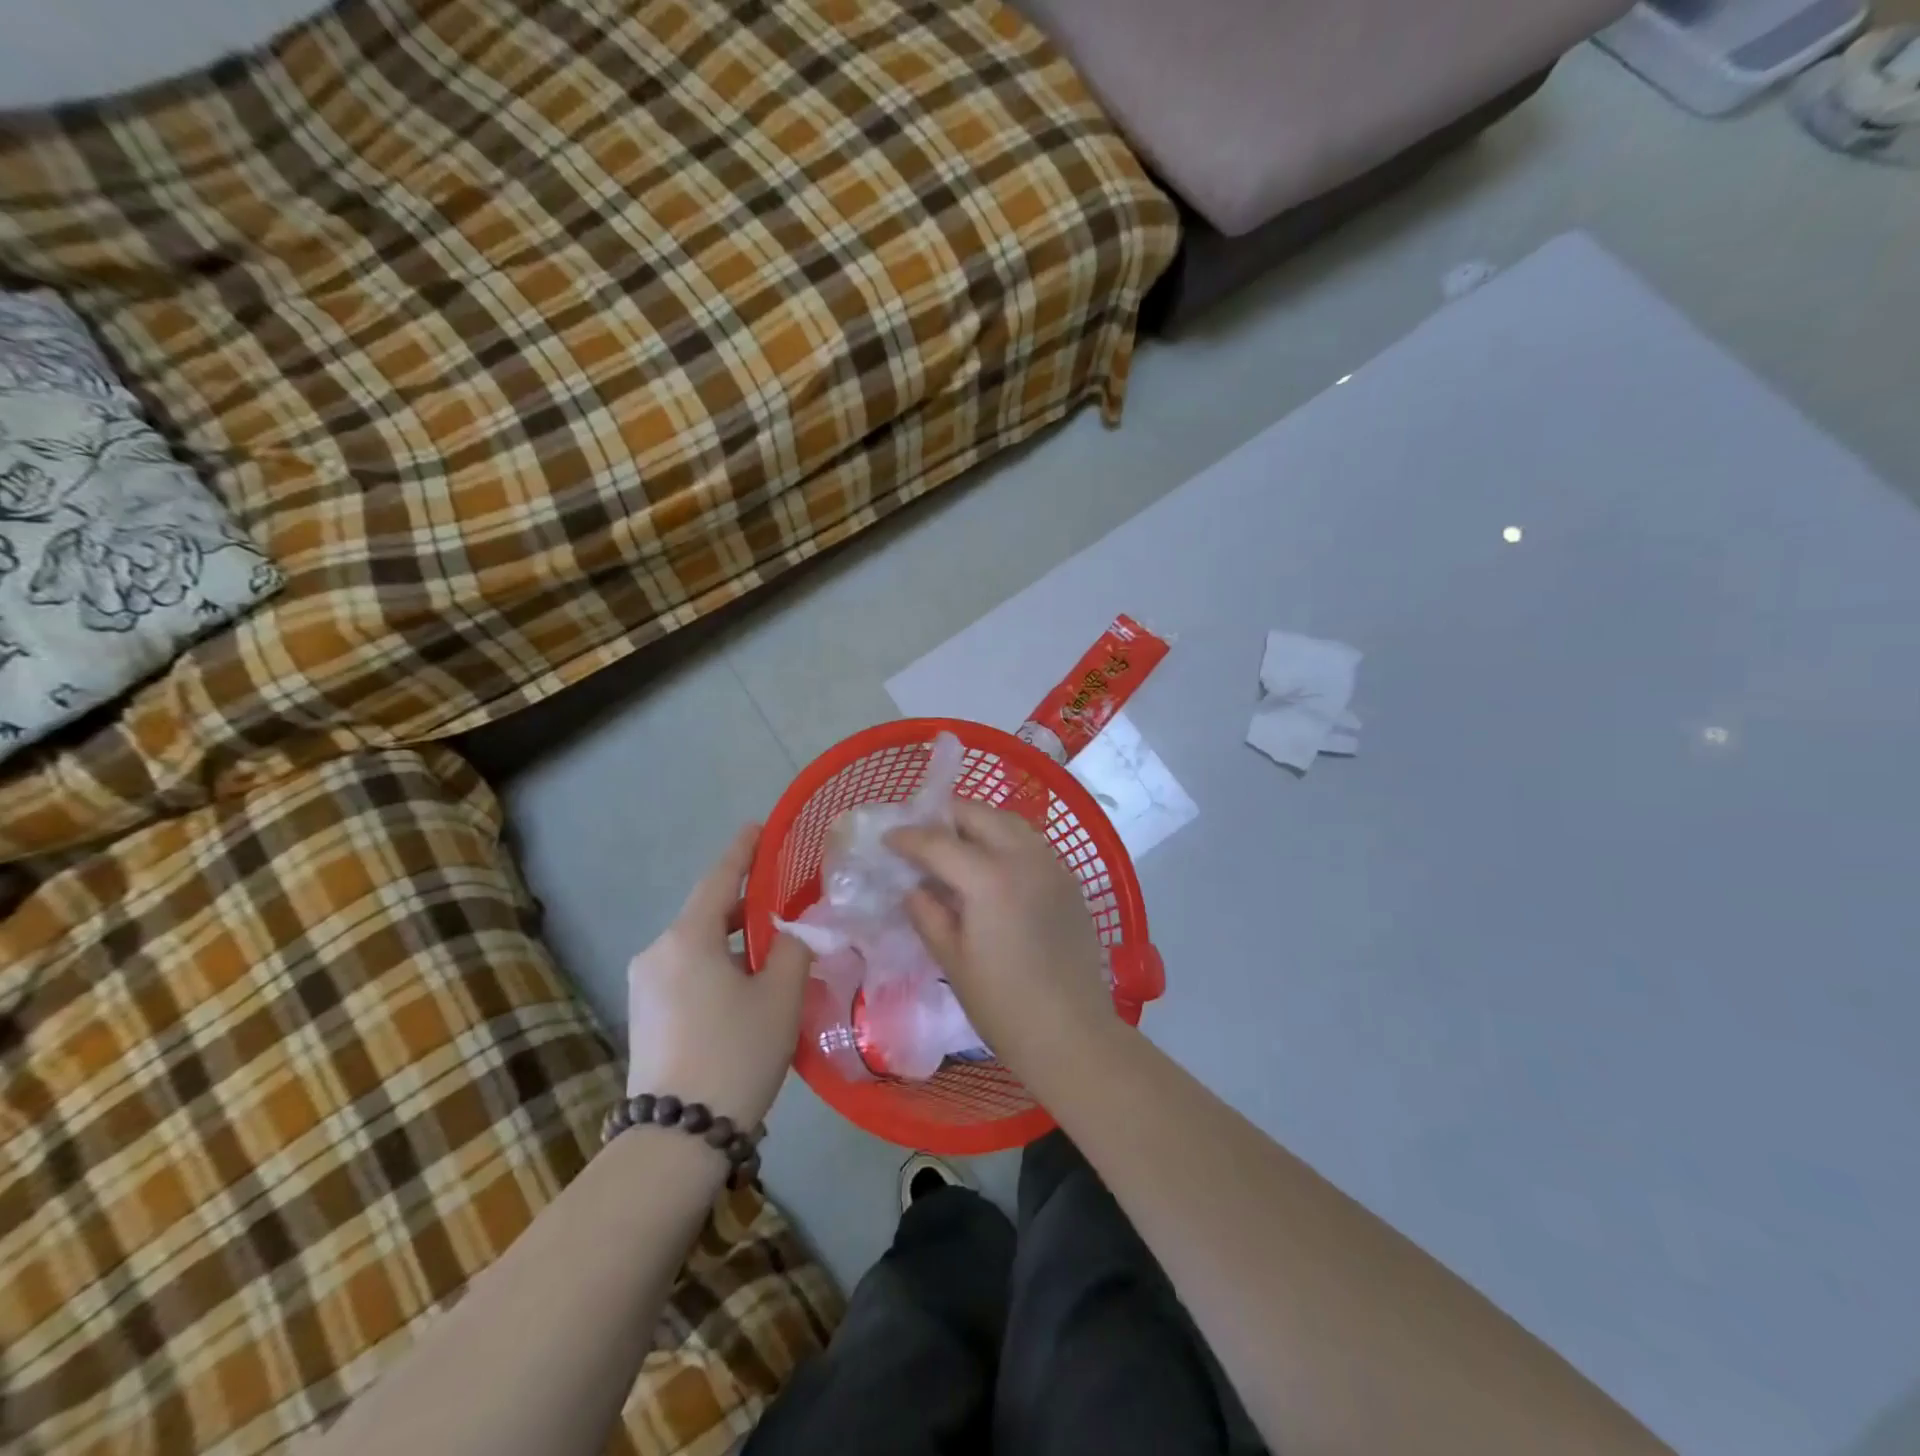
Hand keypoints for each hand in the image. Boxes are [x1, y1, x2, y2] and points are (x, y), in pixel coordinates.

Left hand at [625, 824, 811, 1127]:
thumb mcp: (781, 996)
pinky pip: (687, 969)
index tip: (759, 826)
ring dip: (734, 938)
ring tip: (775, 946)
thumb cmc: (736, 1053)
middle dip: (746, 902)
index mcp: (687, 938)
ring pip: (698, 944)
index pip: (720, 878)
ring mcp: (645, 984)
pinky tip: (746, 982)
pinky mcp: (645, 1013)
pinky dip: (718, 963)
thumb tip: (799, 925)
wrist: (677, 1139)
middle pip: (708, 912)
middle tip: (786, 897)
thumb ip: (795, 947)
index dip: (743, 850)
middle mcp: (658, 951)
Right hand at [887, 802, 1113, 1075]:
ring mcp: (1052, 866)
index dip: (908, 837)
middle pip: (979, 815)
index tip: (888, 838)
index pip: (938, 842)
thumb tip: (914, 888)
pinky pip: (1032, 844)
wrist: (1071, 1033)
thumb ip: (928, 914)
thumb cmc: (1002, 1004)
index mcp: (988, 877)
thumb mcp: (952, 960)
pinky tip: (994, 869)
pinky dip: (1006, 842)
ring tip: (957, 846)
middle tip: (924, 837)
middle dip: (946, 818)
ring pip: (1010, 822)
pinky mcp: (1069, 881)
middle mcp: (1024, 858)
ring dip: (979, 824)